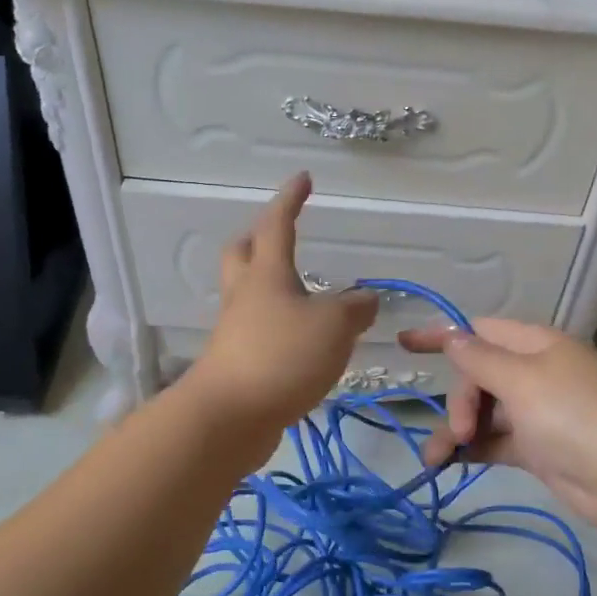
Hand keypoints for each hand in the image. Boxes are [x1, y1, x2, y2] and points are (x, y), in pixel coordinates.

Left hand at [184, 173, 378, 437]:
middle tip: (281, 237)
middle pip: (243, 254)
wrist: (229, 417)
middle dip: (259, 239)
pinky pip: (256, 330)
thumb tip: (367, 299)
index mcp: (267, 274)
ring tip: (304, 295)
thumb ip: (355, 310)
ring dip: (271, 286)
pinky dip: (278, 326)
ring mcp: (236, 330)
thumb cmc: (281, 356)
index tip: (303, 178)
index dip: (290, 200)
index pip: (277, 224)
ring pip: (248, 294)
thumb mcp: (333, 327)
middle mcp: (246, 296)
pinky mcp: (236, 362)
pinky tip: (300, 341)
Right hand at [398, 318, 596, 533]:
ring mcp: (538, 413)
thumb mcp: (521, 379)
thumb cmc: (573, 414)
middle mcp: (536, 373)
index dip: (443, 336)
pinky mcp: (539, 449)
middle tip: (460, 429)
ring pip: (484, 413)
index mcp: (537, 345)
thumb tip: (452, 336)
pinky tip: (448, 463)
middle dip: (460, 400)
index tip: (405, 343)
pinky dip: (473, 449)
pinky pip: (495, 441)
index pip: (480, 331)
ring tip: (433, 458)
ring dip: (457, 431)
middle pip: (479, 375)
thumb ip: (480, 359)